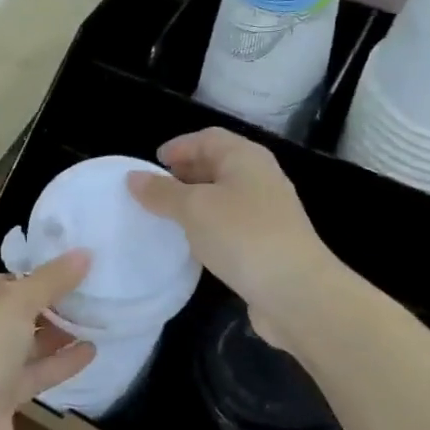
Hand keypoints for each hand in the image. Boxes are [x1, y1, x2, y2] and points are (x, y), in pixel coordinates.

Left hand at [0, 252, 95, 429]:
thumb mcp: (16, 302)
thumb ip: (52, 279)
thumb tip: (85, 253)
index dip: (32, 276)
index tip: (71, 273)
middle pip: (10, 312)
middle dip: (48, 306)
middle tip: (89, 295)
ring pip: (21, 344)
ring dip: (56, 334)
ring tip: (95, 320)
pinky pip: (30, 374)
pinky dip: (57, 363)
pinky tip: (90, 352)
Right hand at [127, 129, 333, 344]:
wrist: (296, 292)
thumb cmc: (242, 236)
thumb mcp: (193, 208)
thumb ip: (162, 192)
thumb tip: (133, 178)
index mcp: (246, 158)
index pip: (208, 138)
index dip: (179, 146)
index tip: (152, 163)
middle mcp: (260, 178)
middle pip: (218, 164)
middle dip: (186, 173)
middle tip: (155, 190)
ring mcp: (267, 212)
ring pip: (224, 196)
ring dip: (196, 202)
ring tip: (166, 217)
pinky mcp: (268, 243)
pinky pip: (231, 224)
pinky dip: (209, 226)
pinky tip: (193, 243)